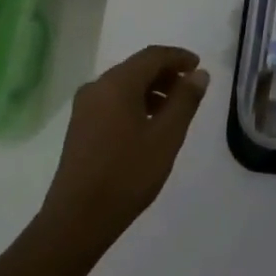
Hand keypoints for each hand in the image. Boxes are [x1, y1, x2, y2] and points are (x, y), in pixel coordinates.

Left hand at [40, 44, 208, 252]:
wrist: (76, 221)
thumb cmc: (126, 174)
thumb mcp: (166, 136)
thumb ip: (185, 100)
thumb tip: (199, 74)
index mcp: (118, 83)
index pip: (154, 55)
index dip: (179, 57)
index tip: (199, 67)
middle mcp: (97, 86)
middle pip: (137, 67)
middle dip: (166, 74)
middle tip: (190, 90)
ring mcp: (84, 107)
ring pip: (124, 84)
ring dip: (151, 89)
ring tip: (173, 110)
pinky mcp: (79, 126)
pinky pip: (112, 100)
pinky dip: (135, 102)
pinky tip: (147, 125)